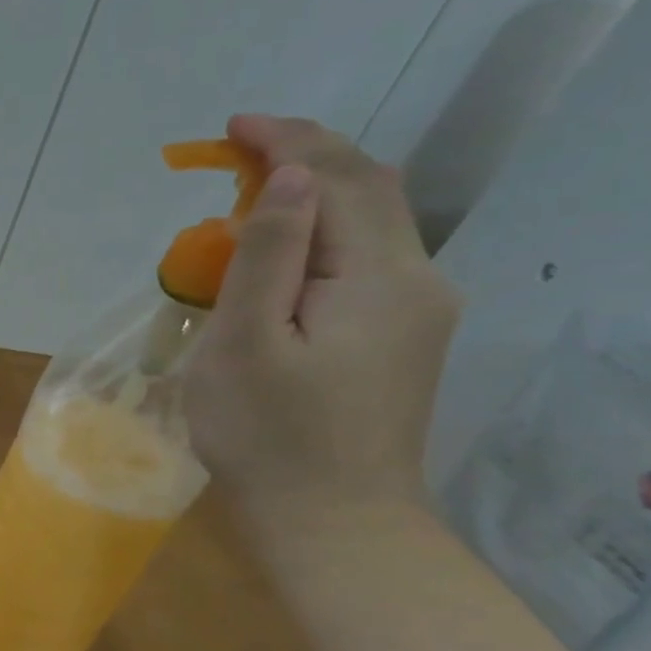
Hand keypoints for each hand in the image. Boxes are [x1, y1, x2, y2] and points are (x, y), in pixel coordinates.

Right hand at [182, 114, 460, 522]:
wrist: (332, 525)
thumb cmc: (268, 436)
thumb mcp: (246, 343)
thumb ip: (270, 254)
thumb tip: (292, 176)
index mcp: (379, 277)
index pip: (340, 179)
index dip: (288, 141)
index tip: (233, 126)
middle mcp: (417, 281)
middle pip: (370, 190)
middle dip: (307, 155)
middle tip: (240, 148)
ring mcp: (417, 313)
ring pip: (372, 224)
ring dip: (317, 191)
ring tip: (254, 189)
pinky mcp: (401, 339)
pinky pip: (366, 260)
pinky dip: (325, 232)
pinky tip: (287, 249)